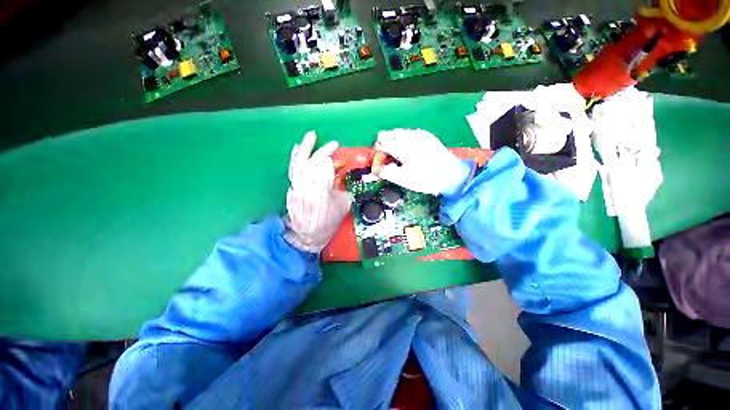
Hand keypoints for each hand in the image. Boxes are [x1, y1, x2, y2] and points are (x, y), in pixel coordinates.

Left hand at [283, 131, 350, 253]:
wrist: (308, 235)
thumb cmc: (328, 222)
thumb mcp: (343, 205)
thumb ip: (343, 189)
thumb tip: (341, 177)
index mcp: (322, 191)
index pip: (324, 168)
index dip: (330, 156)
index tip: (337, 149)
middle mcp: (307, 186)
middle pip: (312, 163)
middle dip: (322, 151)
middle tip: (332, 143)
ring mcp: (297, 186)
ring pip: (300, 164)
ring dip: (305, 149)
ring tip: (311, 136)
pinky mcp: (293, 188)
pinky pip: (293, 170)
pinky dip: (295, 158)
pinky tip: (297, 149)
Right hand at [375, 129, 472, 195]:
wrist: (452, 176)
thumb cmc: (425, 178)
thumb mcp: (402, 179)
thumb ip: (385, 172)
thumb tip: (375, 169)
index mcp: (402, 145)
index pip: (380, 141)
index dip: (378, 152)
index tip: (381, 164)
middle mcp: (409, 134)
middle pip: (388, 134)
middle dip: (385, 147)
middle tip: (390, 161)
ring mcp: (420, 133)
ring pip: (399, 133)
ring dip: (395, 144)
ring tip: (400, 158)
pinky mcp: (427, 136)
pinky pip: (409, 134)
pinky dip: (405, 142)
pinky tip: (411, 154)